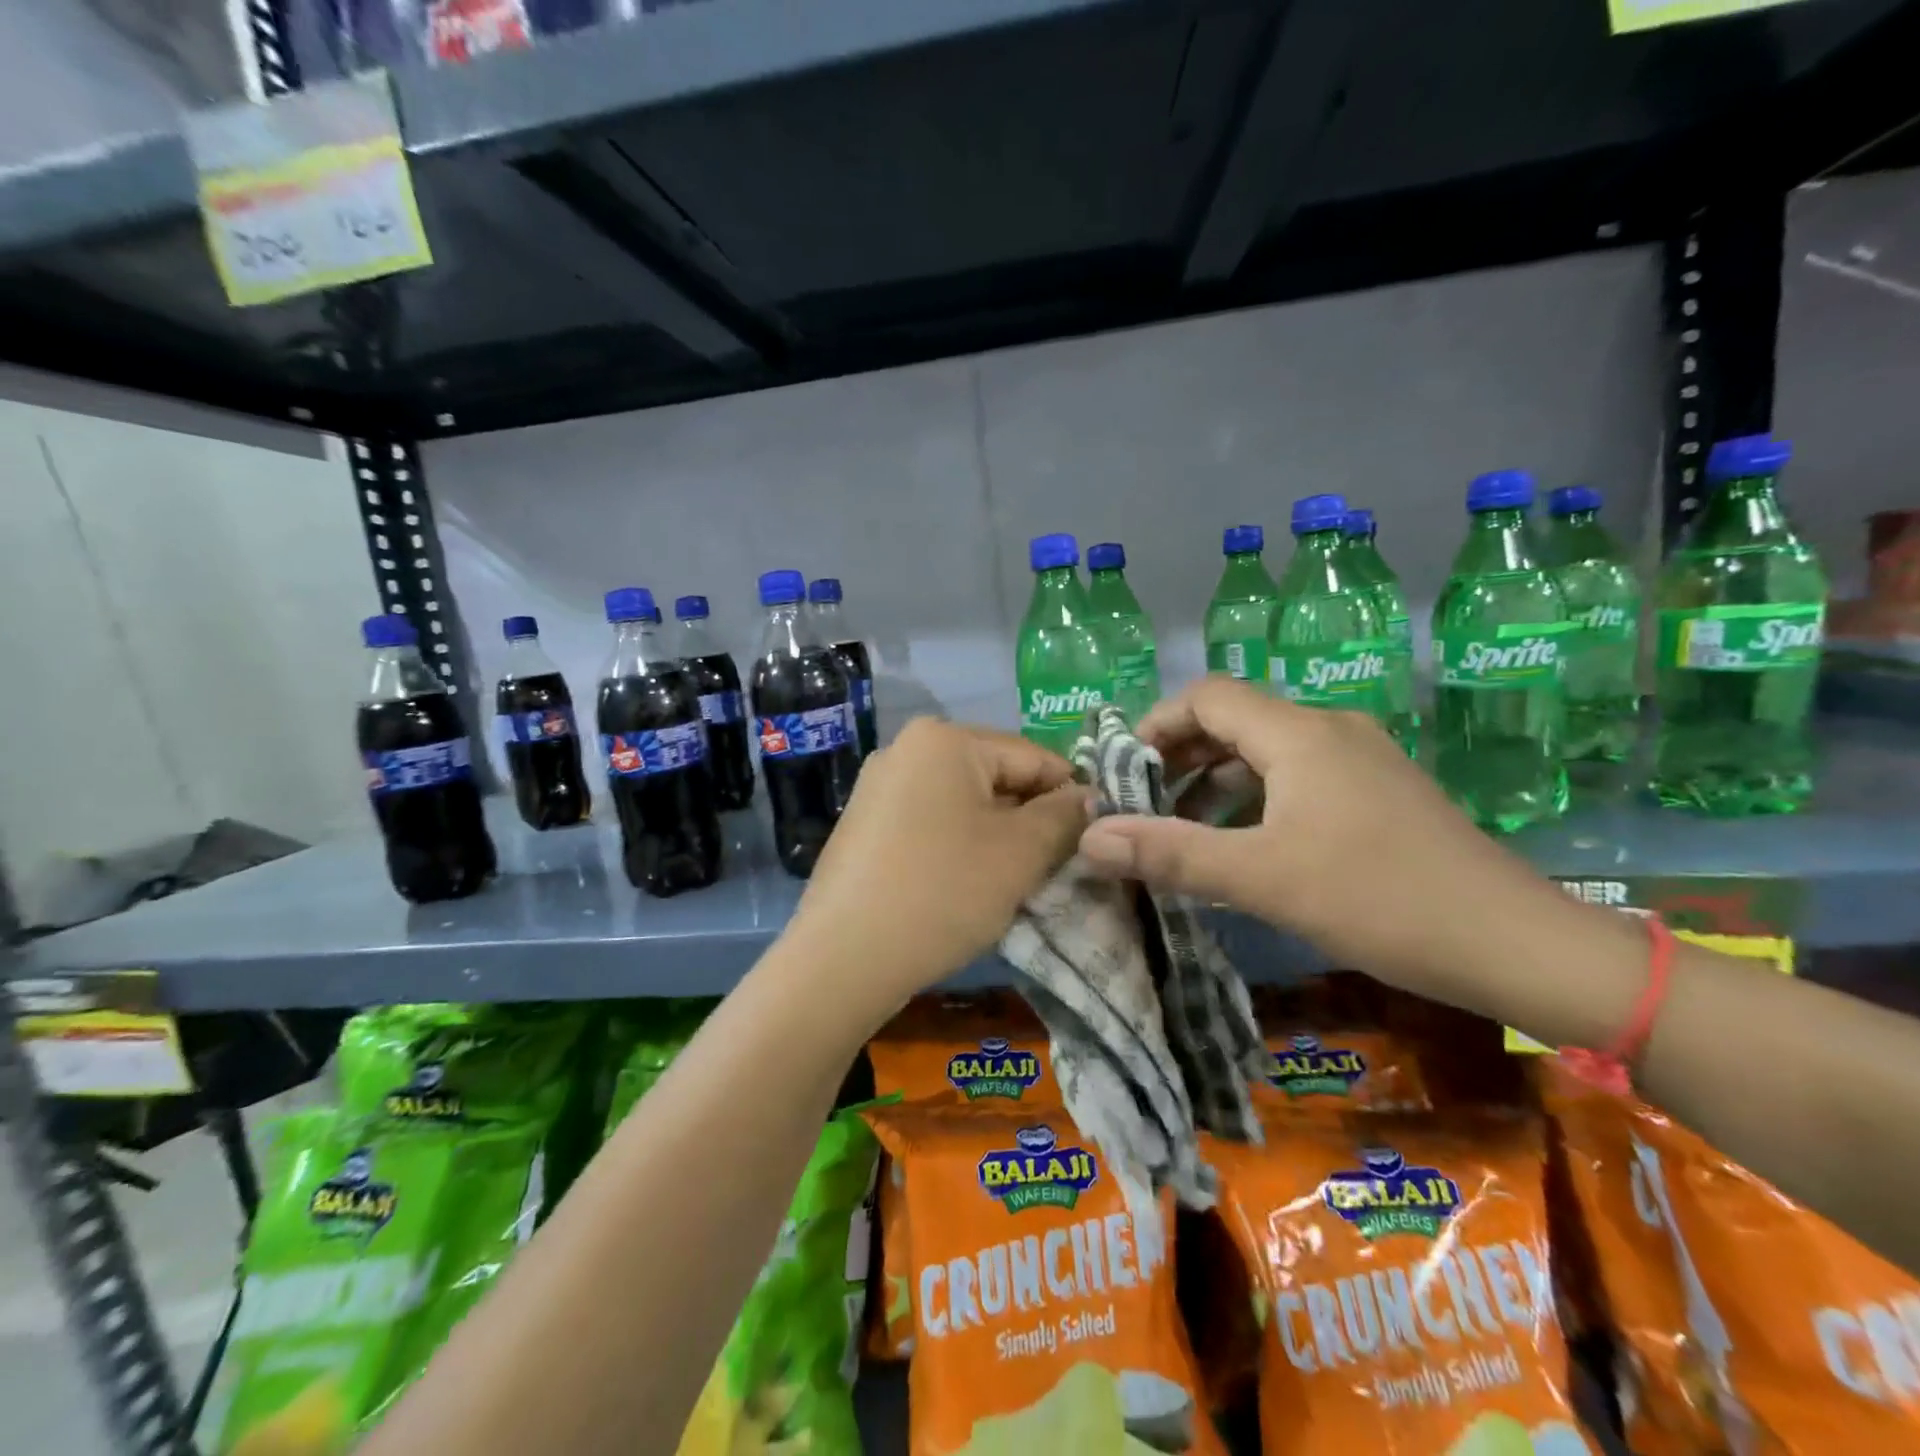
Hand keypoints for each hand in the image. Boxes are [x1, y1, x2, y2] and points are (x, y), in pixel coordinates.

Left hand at [785, 718, 1088, 1009]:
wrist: (843, 958)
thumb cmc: (943, 891)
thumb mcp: (1021, 853)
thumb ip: (1065, 816)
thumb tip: (1089, 798)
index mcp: (944, 739)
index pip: (1033, 756)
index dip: (1071, 795)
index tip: (1096, 838)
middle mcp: (905, 748)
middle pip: (995, 776)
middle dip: (1030, 818)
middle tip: (1055, 866)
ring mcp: (878, 786)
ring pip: (963, 802)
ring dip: (996, 836)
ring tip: (1012, 880)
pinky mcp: (864, 824)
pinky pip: (931, 822)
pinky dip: (959, 845)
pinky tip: (965, 885)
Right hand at [1075, 679, 1567, 999]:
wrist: (1515, 943)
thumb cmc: (1379, 899)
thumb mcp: (1262, 878)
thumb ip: (1171, 853)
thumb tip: (1089, 838)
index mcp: (1300, 734)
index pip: (1206, 695)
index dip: (1154, 723)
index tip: (1122, 772)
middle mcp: (1329, 729)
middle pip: (1234, 717)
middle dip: (1178, 754)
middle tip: (1142, 801)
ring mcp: (1359, 758)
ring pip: (1265, 748)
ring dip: (1214, 778)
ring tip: (1181, 824)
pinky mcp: (1377, 790)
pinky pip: (1296, 774)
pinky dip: (1254, 795)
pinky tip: (1243, 841)